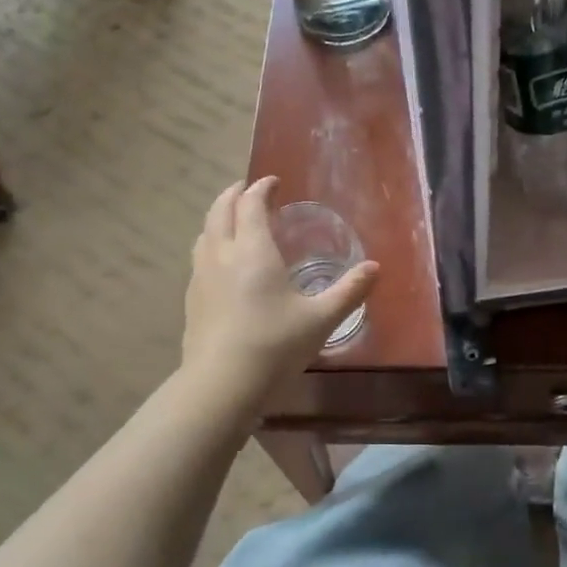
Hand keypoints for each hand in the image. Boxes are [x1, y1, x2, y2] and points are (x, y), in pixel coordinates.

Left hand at [181, 177, 378, 398]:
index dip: (262, 188)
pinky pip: (199, 258)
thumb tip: (375, 268)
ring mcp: (201, 276)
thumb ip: (349, 291)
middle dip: (235, 194)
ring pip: (205, 233)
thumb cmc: (275, 345)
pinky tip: (221, 264)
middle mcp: (222, 254)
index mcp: (253, 250)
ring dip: (219, 218)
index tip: (274, 182)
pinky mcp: (191, 299)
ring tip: (232, 221)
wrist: (221, 384)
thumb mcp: (321, 319)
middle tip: (248, 190)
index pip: (252, 204)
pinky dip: (211, 245)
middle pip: (221, 210)